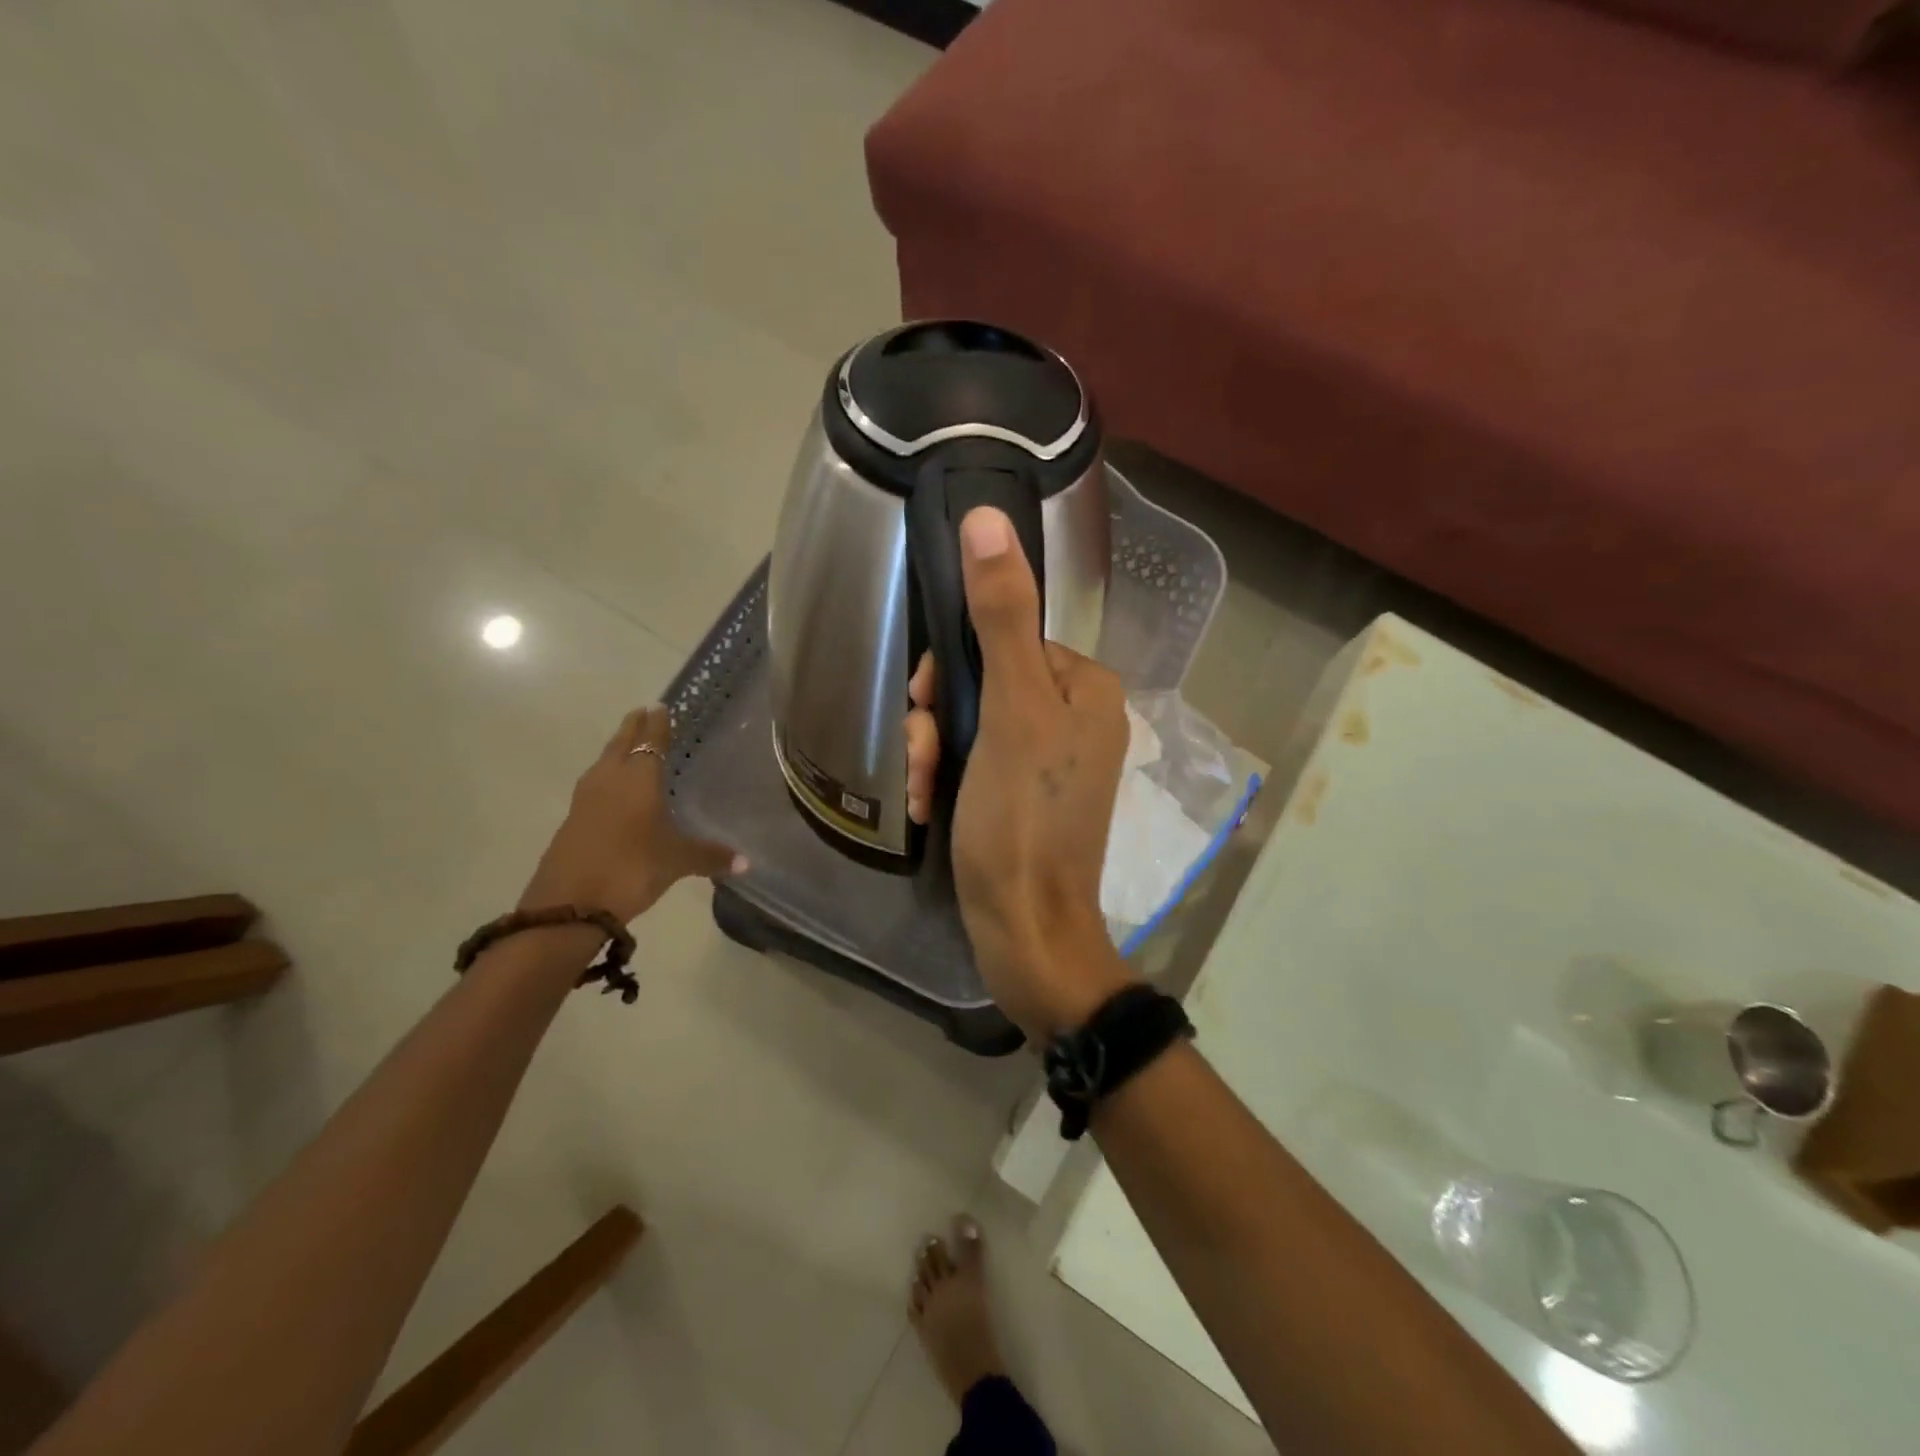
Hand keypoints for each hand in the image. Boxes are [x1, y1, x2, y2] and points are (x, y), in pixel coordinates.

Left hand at [520, 705, 743, 923]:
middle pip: (621, 745)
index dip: (658, 726)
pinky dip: (606, 776)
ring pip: (603, 763)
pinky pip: (594, 785)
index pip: (651, 743)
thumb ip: (710, 856)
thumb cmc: (631, 868)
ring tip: (627, 744)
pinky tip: (612, 788)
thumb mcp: (677, 862)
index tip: (660, 707)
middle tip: (642, 712)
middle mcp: (610, 780)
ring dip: (616, 750)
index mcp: (639, 779)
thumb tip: (747, 862)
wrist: (569, 904)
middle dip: (633, 728)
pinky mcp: (572, 821)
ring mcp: (586, 800)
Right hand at [905, 508, 1135, 1040]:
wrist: (1025, 931)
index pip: (1006, 638)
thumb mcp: (1010, 709)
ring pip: (973, 725)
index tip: (927, 705)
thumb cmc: (1021, 817)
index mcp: (1086, 687)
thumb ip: (1001, 615)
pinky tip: (927, 807)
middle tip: (924, 759)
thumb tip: (988, 517)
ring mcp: (1051, 762)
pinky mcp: (1026, 799)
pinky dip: (946, 779)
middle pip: (985, 683)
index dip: (954, 667)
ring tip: (922, 790)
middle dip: (940, 719)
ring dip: (934, 752)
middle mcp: (1077, 718)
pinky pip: (977, 764)